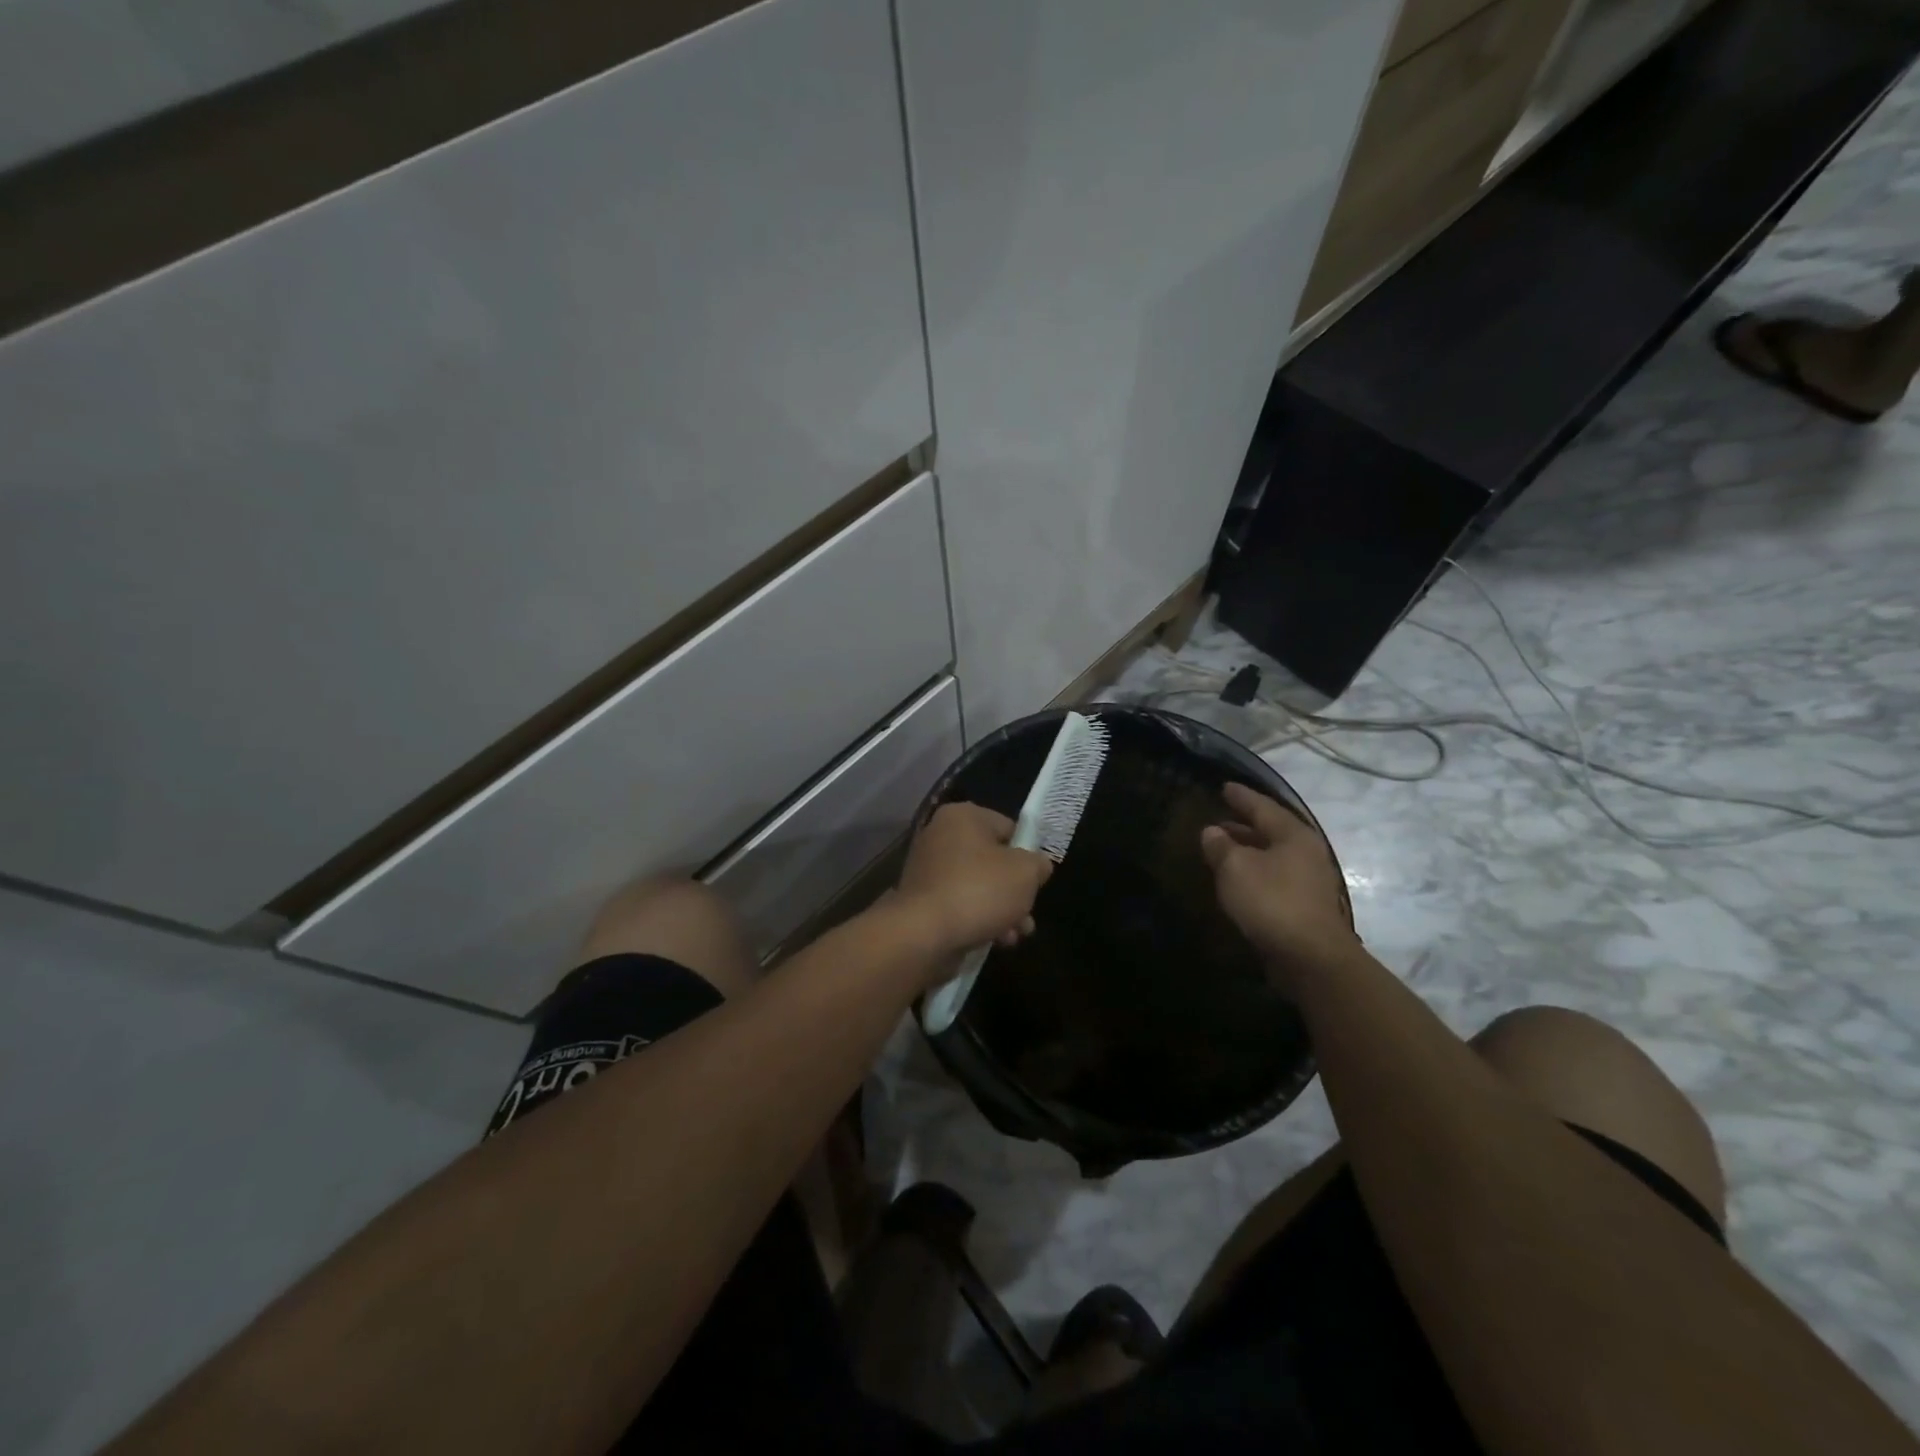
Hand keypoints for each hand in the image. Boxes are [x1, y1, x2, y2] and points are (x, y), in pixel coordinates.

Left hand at [895, 802, 1053, 964]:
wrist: (924, 934)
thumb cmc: (979, 891)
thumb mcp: (1026, 873)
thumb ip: (1038, 864)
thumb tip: (1038, 866)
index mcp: (963, 816)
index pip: (1008, 828)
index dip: (1027, 854)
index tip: (1036, 880)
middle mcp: (940, 835)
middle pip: (993, 861)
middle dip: (1015, 891)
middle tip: (1028, 915)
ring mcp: (928, 869)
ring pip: (978, 886)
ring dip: (1001, 910)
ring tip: (1015, 935)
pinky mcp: (922, 900)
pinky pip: (959, 904)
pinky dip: (978, 919)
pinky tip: (995, 941)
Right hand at [1201, 782, 1356, 986]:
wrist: (1311, 958)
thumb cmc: (1272, 902)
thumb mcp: (1235, 868)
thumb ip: (1220, 846)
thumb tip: (1212, 831)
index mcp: (1293, 834)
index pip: (1262, 806)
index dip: (1241, 796)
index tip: (1224, 786)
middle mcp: (1306, 852)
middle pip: (1271, 830)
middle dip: (1244, 824)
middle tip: (1219, 819)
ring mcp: (1310, 880)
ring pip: (1273, 855)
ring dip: (1248, 850)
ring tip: (1223, 849)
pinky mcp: (1306, 905)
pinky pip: (1275, 877)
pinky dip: (1255, 872)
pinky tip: (1239, 880)